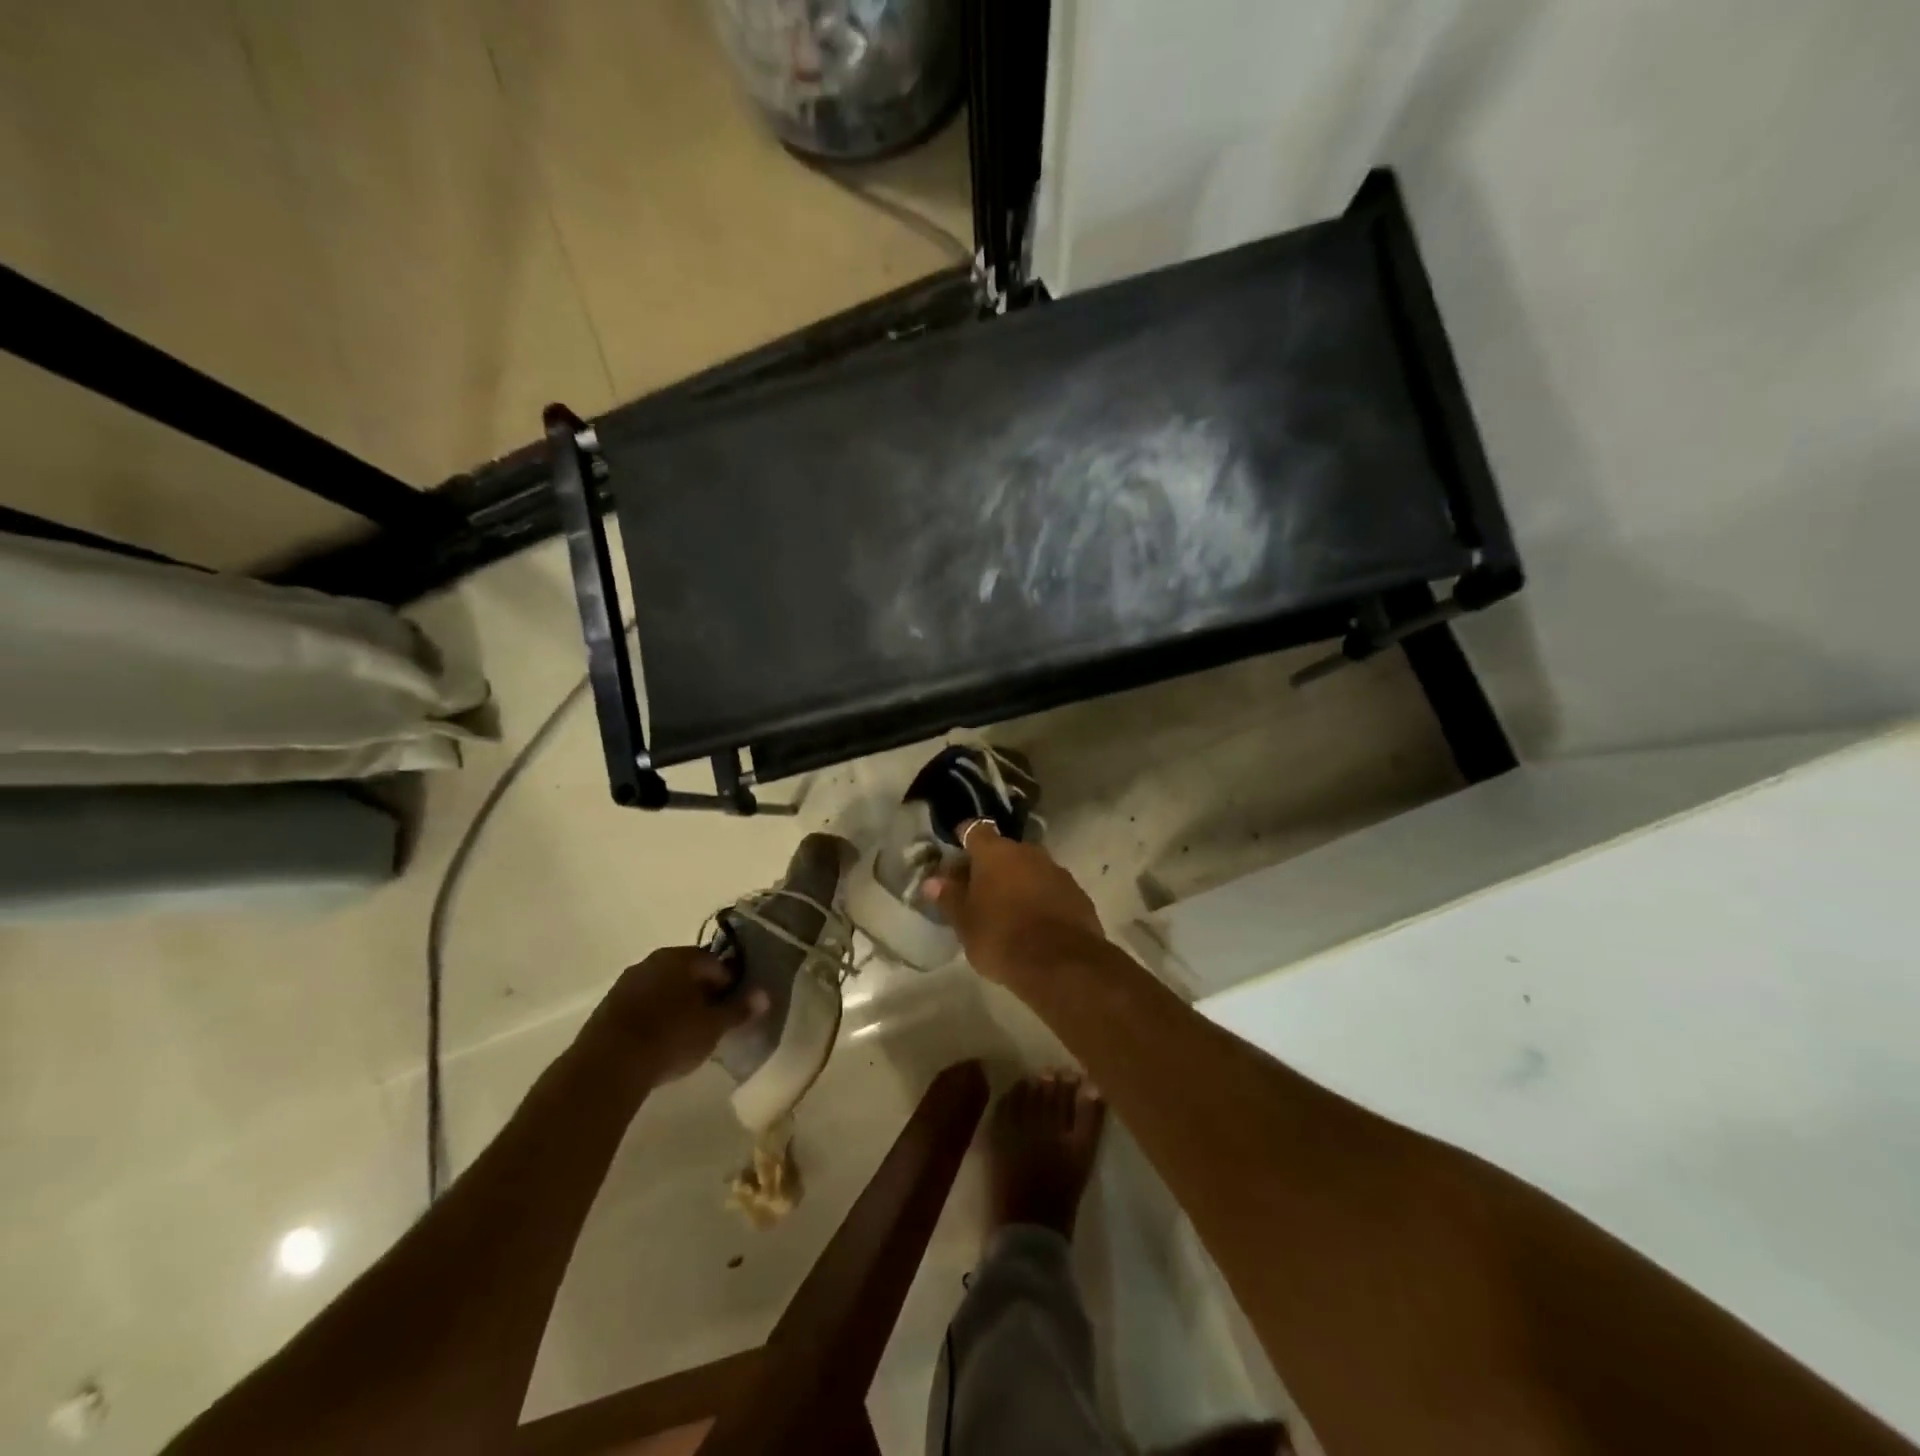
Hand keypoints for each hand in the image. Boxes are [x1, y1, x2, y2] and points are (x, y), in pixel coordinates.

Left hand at [589, 946, 767, 1084]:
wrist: (607, 1066)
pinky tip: (658, 1042)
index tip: (733, 1009)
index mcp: (681, 957)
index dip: (729, 985)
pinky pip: (642, 1005)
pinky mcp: (608, 1007)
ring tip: (685, 1035)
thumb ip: (739, 1009)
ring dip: (676, 1005)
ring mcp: (627, 983)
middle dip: (701, 993)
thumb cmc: (671, 1037)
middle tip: (712, 1021)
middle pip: (687, 973)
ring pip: (662, 988)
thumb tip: (765, 995)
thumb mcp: (713, 1027)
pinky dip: (654, 1017)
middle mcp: (653, 961)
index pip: (715, 963)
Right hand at [925, 824, 1105, 987]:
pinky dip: (1041, 898)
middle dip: (992, 866)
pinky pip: (1051, 889)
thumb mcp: (965, 922)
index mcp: (996, 853)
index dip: (964, 838)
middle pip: (1004, 850)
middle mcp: (1028, 852)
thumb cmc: (1001, 937)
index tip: (955, 850)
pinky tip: (1035, 922)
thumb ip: (950, 898)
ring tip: (1007, 909)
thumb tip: (933, 882)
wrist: (1061, 963)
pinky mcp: (1077, 893)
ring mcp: (1057, 871)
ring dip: (1018, 882)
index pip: (975, 830)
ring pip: (1030, 869)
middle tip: (978, 890)